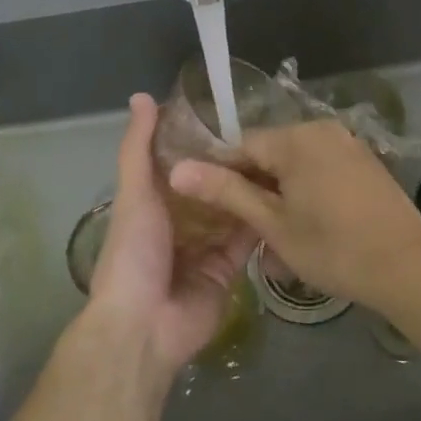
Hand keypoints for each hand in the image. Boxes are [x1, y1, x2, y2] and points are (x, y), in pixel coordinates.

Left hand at [84, 94, 258, 376]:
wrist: (145, 325)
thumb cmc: (134, 253)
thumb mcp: (134, 192)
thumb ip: (138, 147)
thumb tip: (141, 96)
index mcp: (154, 203)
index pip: (182, 163)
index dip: (203, 140)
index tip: (232, 113)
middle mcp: (180, 223)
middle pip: (212, 187)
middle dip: (234, 166)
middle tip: (268, 137)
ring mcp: (206, 248)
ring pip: (233, 211)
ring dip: (252, 190)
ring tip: (283, 159)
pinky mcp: (228, 270)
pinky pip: (249, 241)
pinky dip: (263, 222)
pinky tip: (286, 197)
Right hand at [168, 119, 420, 311]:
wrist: (407, 265)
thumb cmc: (333, 248)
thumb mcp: (274, 224)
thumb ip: (228, 192)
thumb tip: (179, 169)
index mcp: (295, 138)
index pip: (241, 145)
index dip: (222, 175)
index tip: (211, 209)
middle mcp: (321, 128)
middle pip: (270, 151)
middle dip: (254, 185)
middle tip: (247, 229)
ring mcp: (347, 142)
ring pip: (296, 161)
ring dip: (280, 191)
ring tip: (276, 234)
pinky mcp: (364, 159)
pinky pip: (321, 165)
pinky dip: (307, 188)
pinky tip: (309, 223)